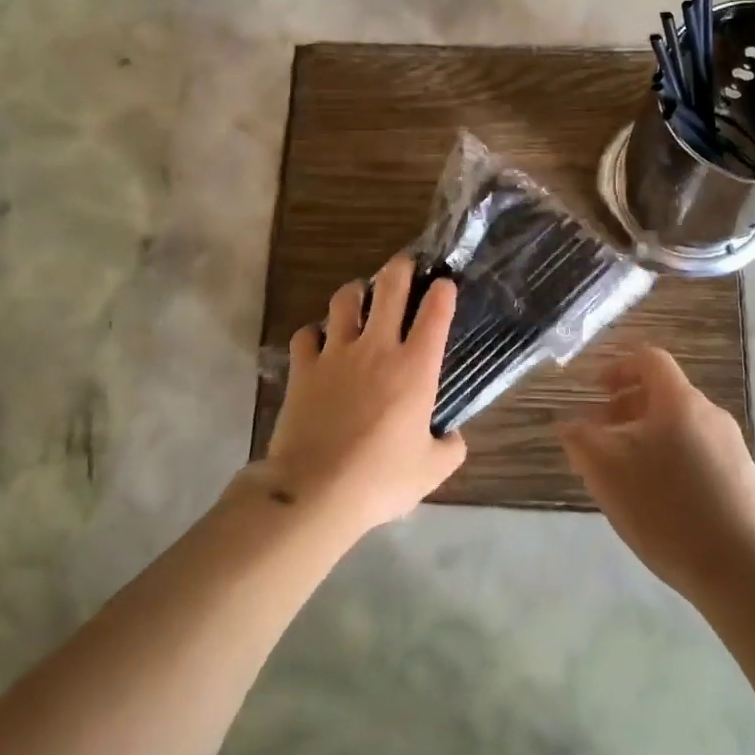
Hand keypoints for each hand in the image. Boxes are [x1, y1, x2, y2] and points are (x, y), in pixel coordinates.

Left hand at [260, 256, 462, 534]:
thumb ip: (450, 448)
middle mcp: (377, 348)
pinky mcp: (303, 368)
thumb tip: (451, 437)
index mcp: (415, 367)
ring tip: (361, 295)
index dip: (443, 291)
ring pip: (344, 300)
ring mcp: (336, 353)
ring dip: (356, 292)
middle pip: (389, 287)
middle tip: (405, 264)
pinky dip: (315, 332)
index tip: (445, 284)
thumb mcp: (431, 471)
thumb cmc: (380, 478)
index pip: (435, 312)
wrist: (315, 490)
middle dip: (401, 267)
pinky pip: (306, 334)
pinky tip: (320, 340)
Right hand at [559, 345, 754, 607]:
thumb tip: (569, 424)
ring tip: (624, 475)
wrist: (744, 573)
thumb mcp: (607, 473)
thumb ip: (581, 440)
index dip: (618, 368)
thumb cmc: (667, 509)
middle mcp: (711, 415)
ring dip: (647, 437)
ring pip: (680, 427)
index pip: (649, 360)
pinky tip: (659, 502)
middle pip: (664, 395)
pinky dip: (671, 461)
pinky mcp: (744, 481)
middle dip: (627, 409)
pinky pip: (698, 454)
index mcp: (680, 401)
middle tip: (600, 437)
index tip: (596, 391)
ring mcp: (733, 449)